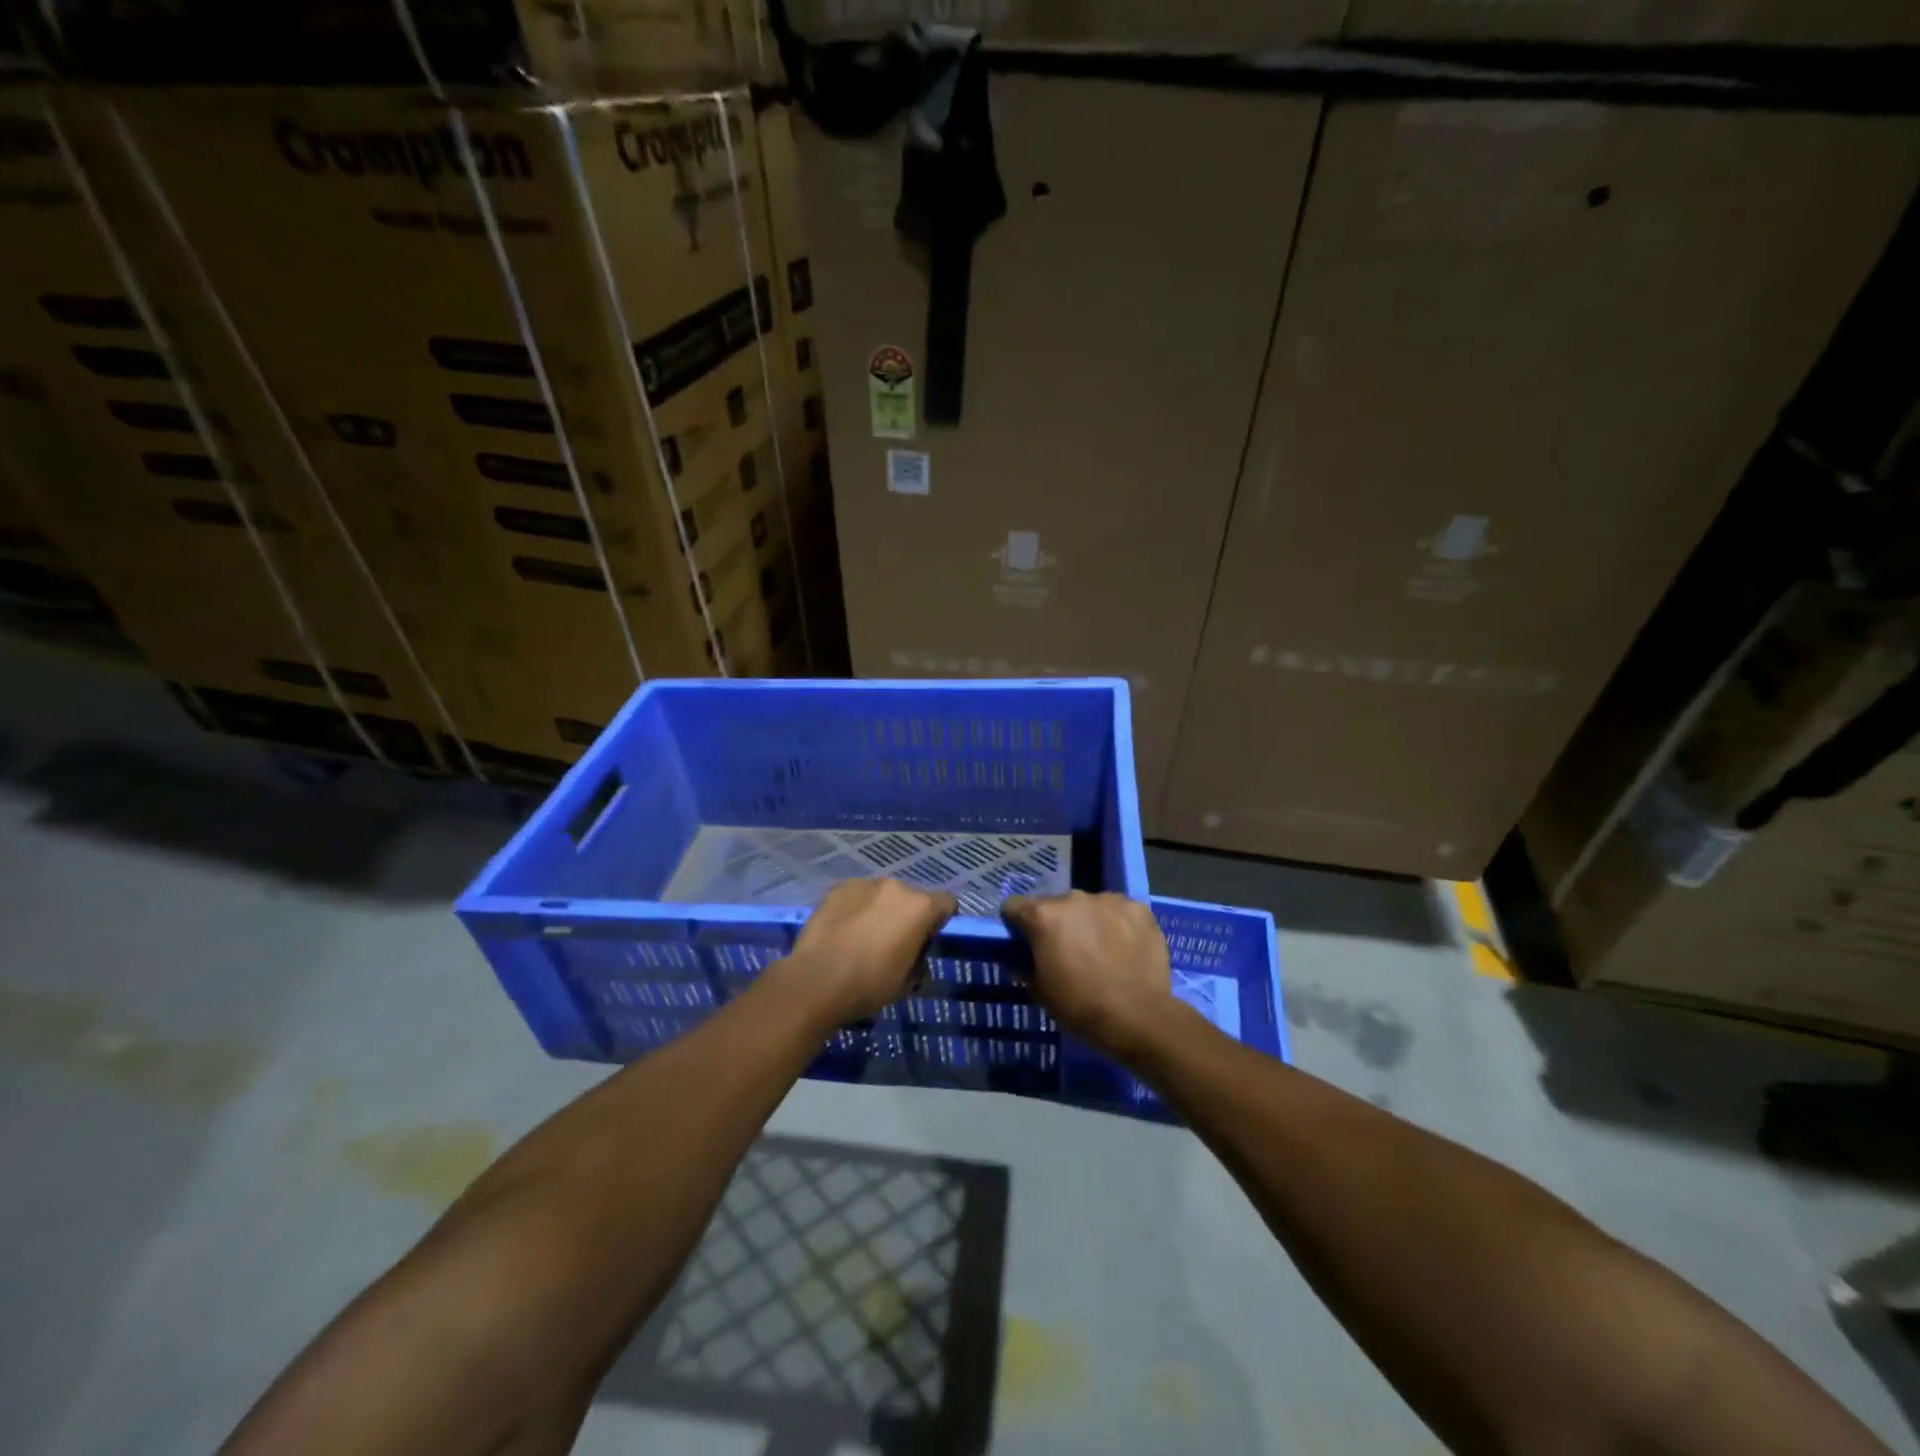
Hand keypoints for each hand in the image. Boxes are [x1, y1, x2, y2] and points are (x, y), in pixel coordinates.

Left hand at [777, 878, 956, 1023]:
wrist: (816, 981)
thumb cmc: (869, 985)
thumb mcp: (907, 983)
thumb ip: (919, 962)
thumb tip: (915, 958)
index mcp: (920, 907)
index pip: (947, 903)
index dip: (940, 922)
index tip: (926, 941)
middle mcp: (896, 886)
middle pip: (912, 897)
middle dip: (907, 915)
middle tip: (893, 941)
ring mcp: (865, 883)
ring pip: (883, 894)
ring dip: (881, 909)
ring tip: (863, 934)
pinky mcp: (838, 887)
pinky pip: (856, 894)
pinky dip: (855, 907)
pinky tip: (843, 929)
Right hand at [1001, 891, 1175, 1058]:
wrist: (1137, 1016)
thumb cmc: (1080, 1006)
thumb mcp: (1039, 991)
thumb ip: (1025, 966)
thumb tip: (1020, 959)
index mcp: (1043, 916)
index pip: (1014, 906)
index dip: (1016, 925)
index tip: (1025, 943)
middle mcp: (1072, 898)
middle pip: (1054, 905)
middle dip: (1056, 924)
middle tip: (1067, 951)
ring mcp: (1108, 900)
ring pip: (1088, 906)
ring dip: (1088, 922)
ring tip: (1100, 950)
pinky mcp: (1138, 908)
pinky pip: (1119, 911)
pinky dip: (1117, 924)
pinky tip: (1125, 947)